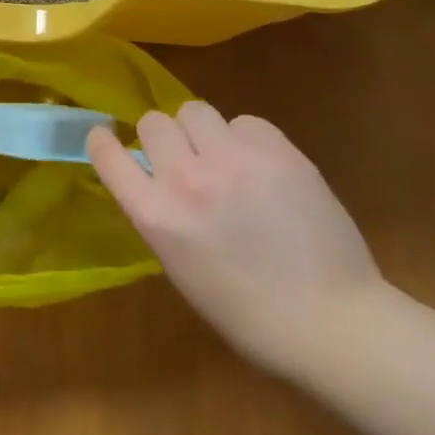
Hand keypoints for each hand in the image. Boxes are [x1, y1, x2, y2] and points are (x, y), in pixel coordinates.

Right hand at [88, 102, 384, 371]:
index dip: (104, 140)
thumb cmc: (245, 311)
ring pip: (195, 110)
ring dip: (203, 131)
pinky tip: (263, 166)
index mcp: (155, 215)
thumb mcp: (178, 264)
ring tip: (226, 158)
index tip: (109, 138)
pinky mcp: (278, 152)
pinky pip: (246, 122)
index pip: (107, 153)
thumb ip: (160, 213)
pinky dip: (247, 138)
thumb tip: (157, 179)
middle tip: (187, 160)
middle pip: (154, 121)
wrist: (330, 323)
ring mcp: (233, 161)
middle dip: (165, 138)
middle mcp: (186, 179)